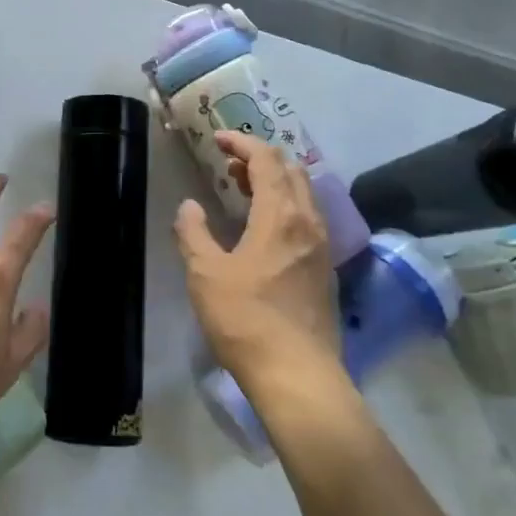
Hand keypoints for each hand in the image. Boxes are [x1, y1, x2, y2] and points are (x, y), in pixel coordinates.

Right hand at [174, 132, 340, 400]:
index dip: (242, 143)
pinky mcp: (325, 271)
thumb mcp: (205, 273)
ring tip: (244, 192)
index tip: (218, 140)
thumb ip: (193, 232)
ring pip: (304, 196)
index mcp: (280, 215)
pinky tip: (264, 230)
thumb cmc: (246, 319)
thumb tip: (190, 207)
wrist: (298, 375)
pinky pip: (307, 219)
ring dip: (275, 183)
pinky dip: (285, 207)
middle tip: (229, 166)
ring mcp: (322, 247)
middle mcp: (308, 222)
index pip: (267, 160)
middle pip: (292, 171)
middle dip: (261, 159)